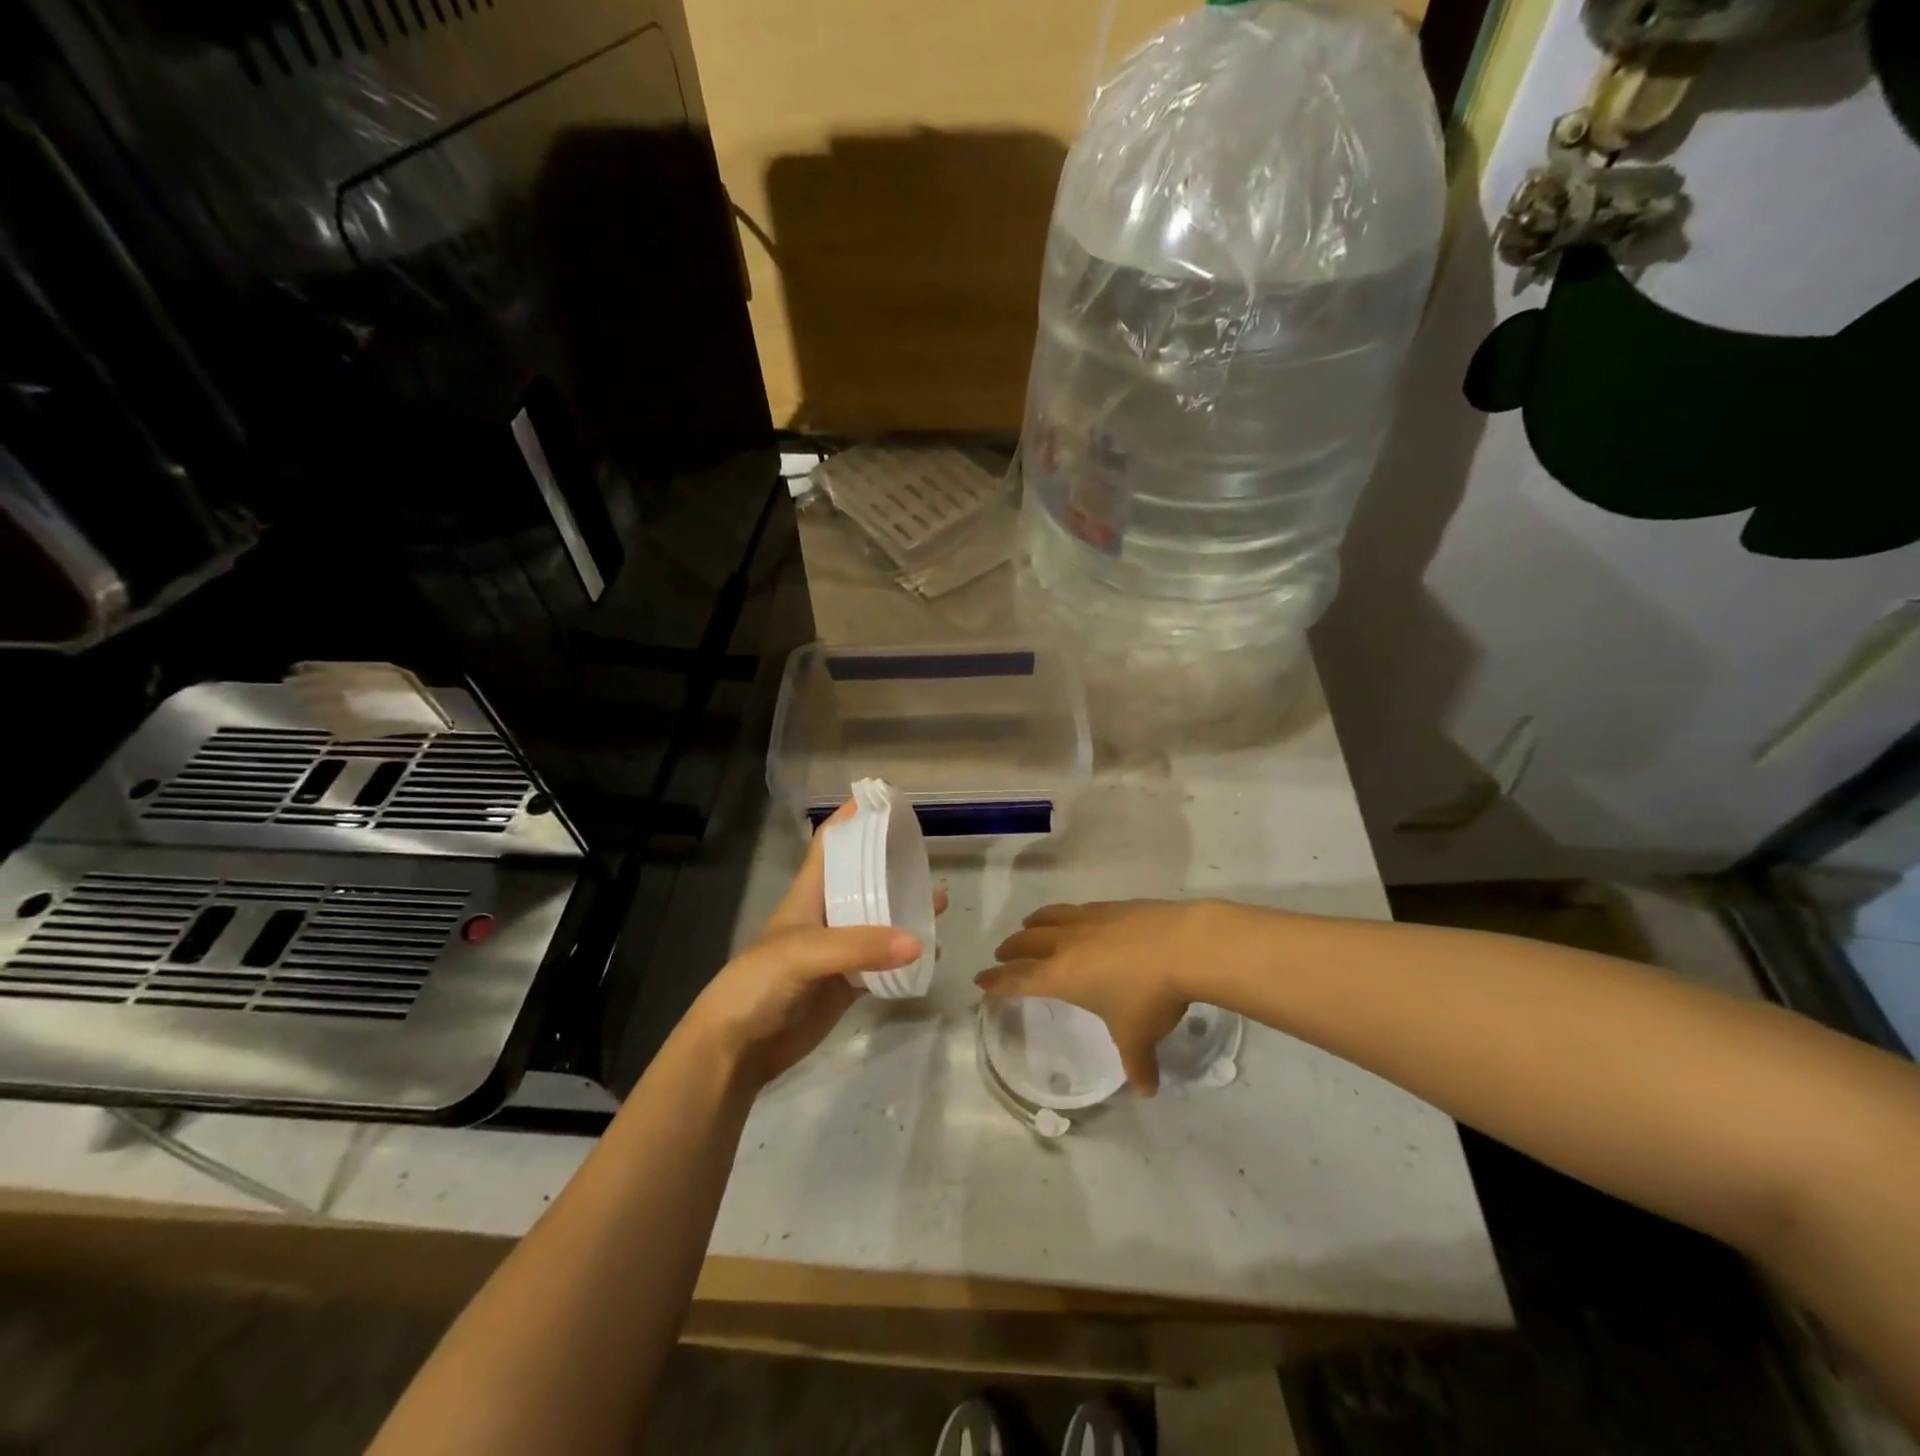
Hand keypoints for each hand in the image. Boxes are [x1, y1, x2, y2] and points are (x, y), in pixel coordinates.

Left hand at [684, 803, 928, 1086]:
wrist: (738, 1048)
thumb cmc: (760, 983)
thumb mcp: (804, 953)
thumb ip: (859, 945)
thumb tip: (919, 942)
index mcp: (808, 895)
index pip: (830, 846)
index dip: (852, 820)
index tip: (884, 801)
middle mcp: (825, 916)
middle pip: (863, 881)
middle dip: (891, 866)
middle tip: (927, 853)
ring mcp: (838, 951)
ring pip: (878, 922)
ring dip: (906, 911)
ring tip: (940, 902)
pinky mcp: (848, 984)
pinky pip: (883, 963)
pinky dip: (907, 958)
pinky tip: (932, 953)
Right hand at [981, 900, 1228, 1093]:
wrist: (1183, 946)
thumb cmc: (1150, 996)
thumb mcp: (1139, 1036)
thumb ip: (1138, 1064)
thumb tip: (1146, 1090)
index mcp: (1061, 976)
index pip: (1018, 979)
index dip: (997, 981)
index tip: (980, 980)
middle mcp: (1066, 944)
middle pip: (1027, 942)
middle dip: (1011, 950)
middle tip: (1002, 955)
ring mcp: (1089, 920)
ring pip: (1049, 918)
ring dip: (1033, 924)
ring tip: (1028, 926)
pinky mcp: (1111, 906)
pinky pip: (1077, 909)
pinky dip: (1065, 914)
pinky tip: (1076, 918)